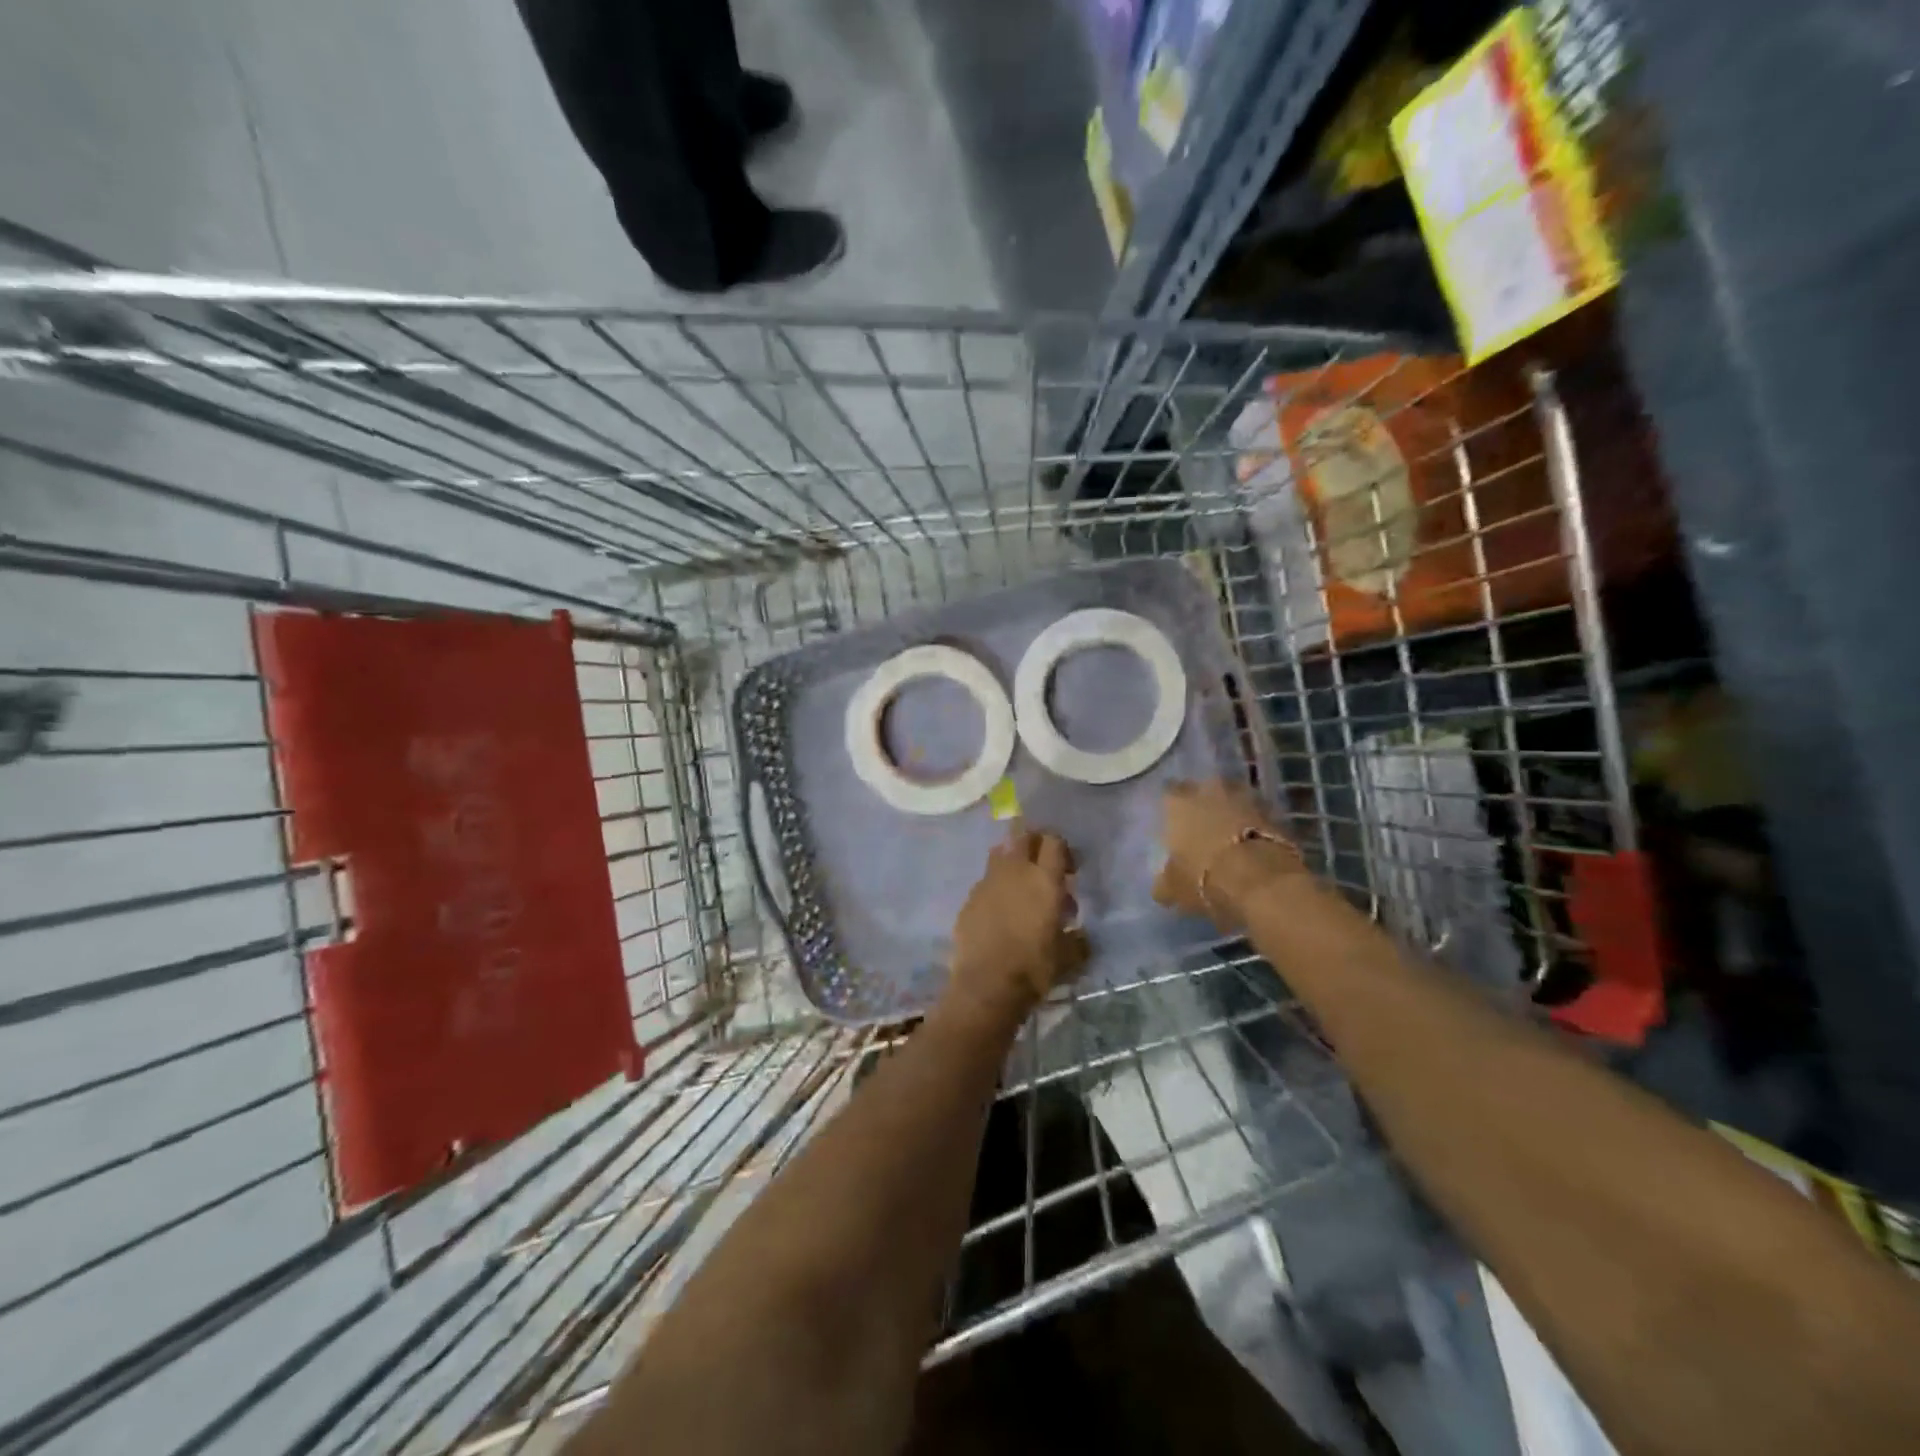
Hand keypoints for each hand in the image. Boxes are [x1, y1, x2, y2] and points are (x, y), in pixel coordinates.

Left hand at [948, 826, 1088, 1021]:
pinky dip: (995, 887)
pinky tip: (999, 911)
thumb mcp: (1068, 957)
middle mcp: (1015, 871)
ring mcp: (988, 881)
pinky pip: (985, 880)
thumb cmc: (1033, 968)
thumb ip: (1078, 941)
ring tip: (1020, 886)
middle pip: (1024, 836)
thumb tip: (1081, 936)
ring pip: (1000, 853)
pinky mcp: (969, 897)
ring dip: (1012, 861)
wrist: (986, 984)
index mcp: (1044, 879)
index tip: (1068, 870)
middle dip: (1035, 844)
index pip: (1054, 842)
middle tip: (1043, 867)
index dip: (1062, 849)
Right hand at [1153, 780, 1302, 929]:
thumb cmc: (1204, 877)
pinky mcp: (1276, 814)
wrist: (1262, 882)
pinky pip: (1260, 816)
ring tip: (1232, 834)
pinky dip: (1257, 825)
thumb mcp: (1173, 887)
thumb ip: (1165, 882)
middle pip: (1206, 789)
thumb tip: (1162, 888)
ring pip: (1236, 799)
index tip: (1173, 820)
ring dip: (1234, 811)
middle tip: (1204, 824)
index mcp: (1179, 802)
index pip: (1169, 793)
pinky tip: (1253, 845)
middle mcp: (1210, 790)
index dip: (1172, 807)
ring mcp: (1246, 798)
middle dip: (1206, 803)